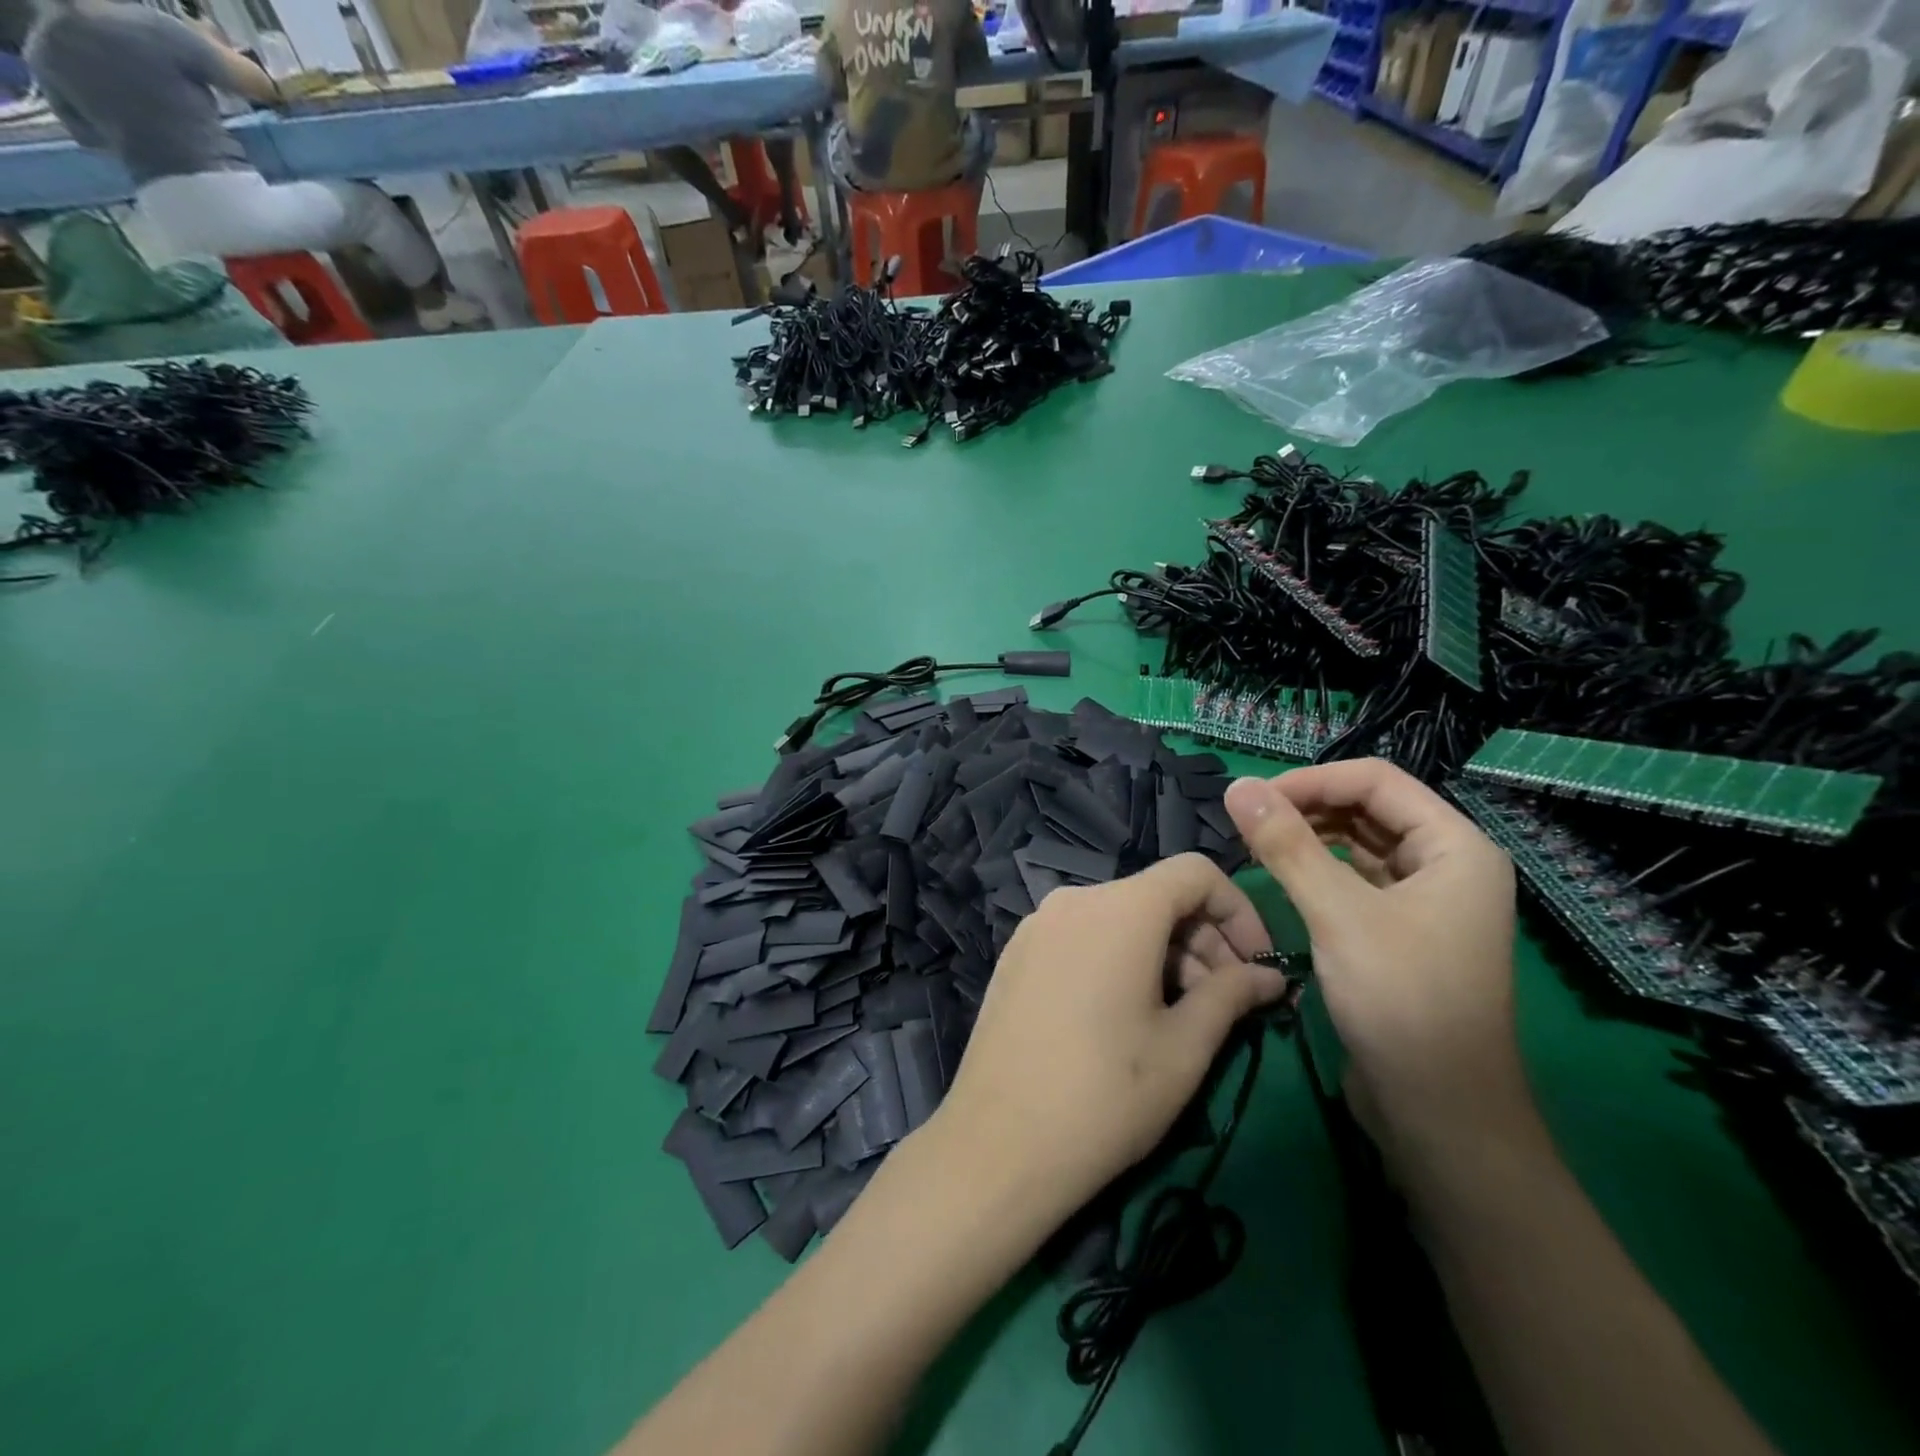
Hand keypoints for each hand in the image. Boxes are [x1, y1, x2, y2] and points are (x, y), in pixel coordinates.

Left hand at [931, 854, 1289, 1225]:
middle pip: (1156, 896)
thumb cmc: (1106, 1095)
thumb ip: (1232, 995)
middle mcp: (1074, 900)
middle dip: (1203, 941)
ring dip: (1163, 954)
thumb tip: (1269, 976)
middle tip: (1228, 1003)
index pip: (1195, 872)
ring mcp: (1037, 925)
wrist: (998, 1143)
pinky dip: (1119, 958)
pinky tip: (1125, 1015)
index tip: (1257, 965)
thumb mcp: (1184, 1048)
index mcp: (1120, 908)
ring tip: (1182, 1017)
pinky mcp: (1016, 954)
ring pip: (1119, 918)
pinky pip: (1083, 937)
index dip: (1239, 910)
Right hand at [1223, 761, 1527, 1150]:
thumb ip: (1286, 845)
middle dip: (1307, 807)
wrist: (1439, 1113)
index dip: (1312, 780)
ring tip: (1254, 844)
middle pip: (1368, 810)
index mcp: (1456, 848)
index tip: (1253, 798)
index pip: (1377, 781)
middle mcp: (1446, 866)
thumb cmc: (1401, 1001)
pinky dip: (1316, 872)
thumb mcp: (1338, 915)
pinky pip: (1354, 881)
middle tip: (1247, 821)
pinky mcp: (1399, 932)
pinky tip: (1279, 877)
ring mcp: (1425, 901)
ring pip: (1358, 846)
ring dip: (1308, 839)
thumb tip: (1236, 786)